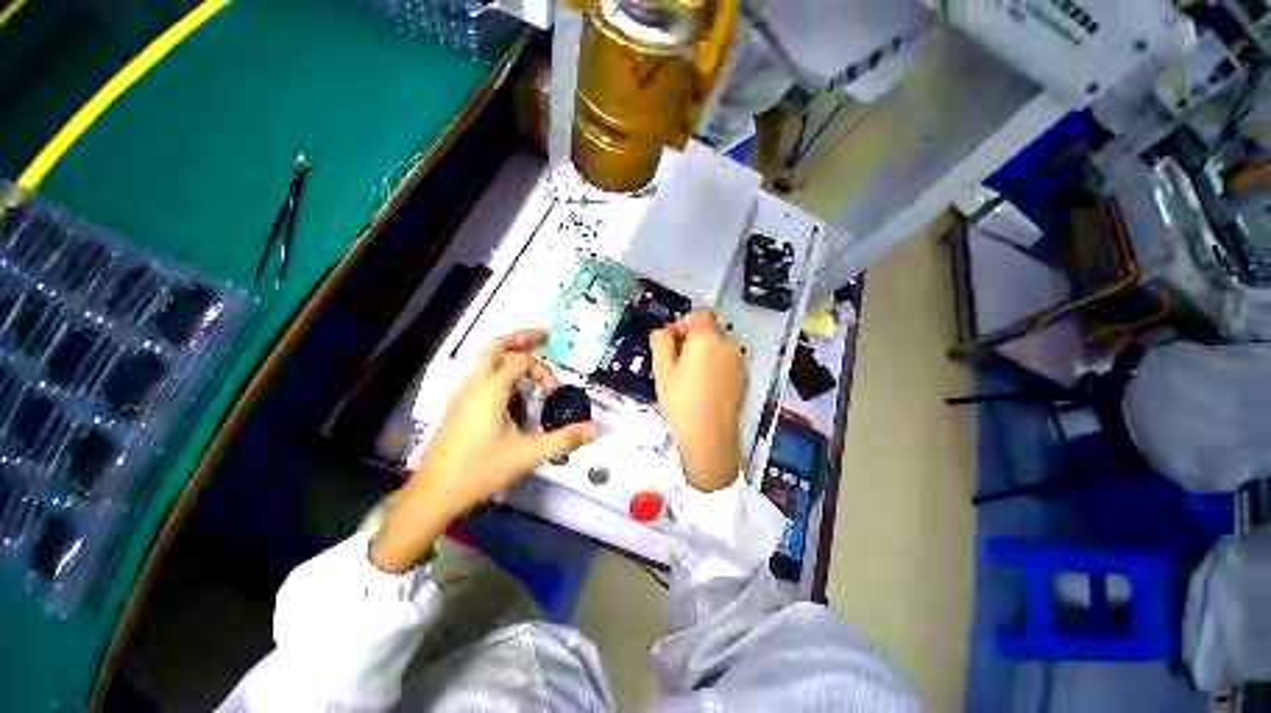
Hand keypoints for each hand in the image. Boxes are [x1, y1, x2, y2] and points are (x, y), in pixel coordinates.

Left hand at [370, 330, 597, 571]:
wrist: (435, 492)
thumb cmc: (481, 469)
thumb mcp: (528, 454)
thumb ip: (564, 439)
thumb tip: (596, 429)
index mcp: (491, 390)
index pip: (521, 361)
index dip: (543, 370)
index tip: (554, 392)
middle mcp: (474, 384)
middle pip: (496, 346)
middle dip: (521, 338)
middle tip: (544, 336)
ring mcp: (462, 393)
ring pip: (484, 358)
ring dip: (507, 351)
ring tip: (528, 353)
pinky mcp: (458, 405)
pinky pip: (479, 374)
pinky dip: (497, 367)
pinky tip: (508, 385)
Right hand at [650, 310, 746, 491]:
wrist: (711, 438)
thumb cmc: (682, 402)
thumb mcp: (662, 371)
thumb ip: (660, 343)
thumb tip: (663, 332)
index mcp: (708, 338)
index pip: (699, 315)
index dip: (683, 323)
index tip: (670, 341)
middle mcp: (728, 345)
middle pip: (708, 330)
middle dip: (690, 339)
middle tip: (674, 361)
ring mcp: (739, 362)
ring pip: (717, 346)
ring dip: (702, 352)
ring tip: (687, 377)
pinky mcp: (743, 377)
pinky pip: (725, 361)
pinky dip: (713, 365)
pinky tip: (702, 387)